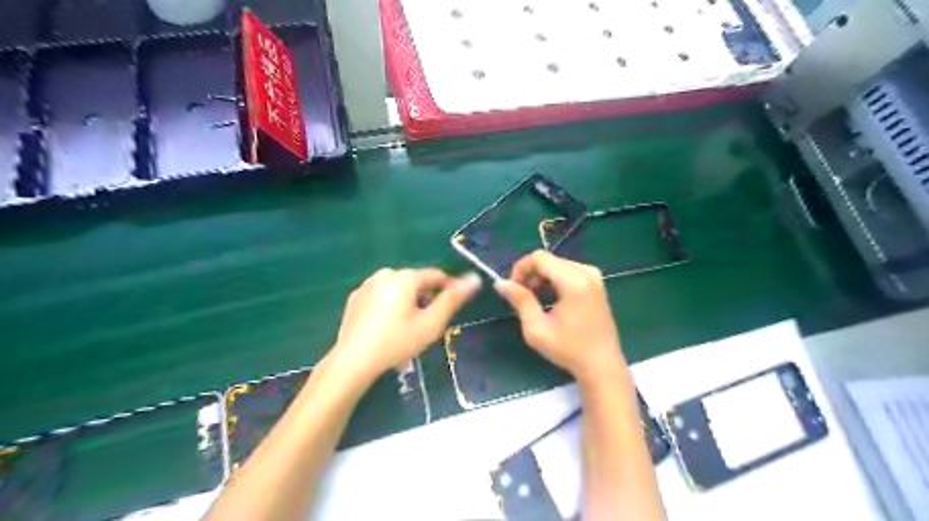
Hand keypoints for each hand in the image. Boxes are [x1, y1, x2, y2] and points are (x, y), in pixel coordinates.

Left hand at [331, 268, 481, 381]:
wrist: (353, 361)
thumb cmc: (397, 342)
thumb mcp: (430, 323)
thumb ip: (453, 300)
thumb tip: (474, 278)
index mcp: (405, 277)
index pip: (436, 276)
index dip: (450, 288)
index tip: (457, 304)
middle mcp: (385, 274)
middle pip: (416, 282)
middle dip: (427, 297)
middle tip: (431, 322)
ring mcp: (367, 285)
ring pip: (398, 289)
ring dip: (409, 301)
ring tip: (411, 326)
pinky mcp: (355, 298)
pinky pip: (381, 296)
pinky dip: (390, 305)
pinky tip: (389, 326)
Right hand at [493, 250, 623, 384]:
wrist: (601, 365)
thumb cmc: (568, 349)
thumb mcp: (537, 328)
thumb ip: (520, 300)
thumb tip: (500, 283)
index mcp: (574, 281)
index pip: (539, 258)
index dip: (521, 269)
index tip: (513, 289)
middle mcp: (586, 272)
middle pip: (549, 260)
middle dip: (531, 274)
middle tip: (522, 297)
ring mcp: (594, 277)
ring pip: (558, 265)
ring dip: (542, 278)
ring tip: (535, 301)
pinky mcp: (597, 284)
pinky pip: (569, 271)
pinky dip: (555, 281)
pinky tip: (550, 300)